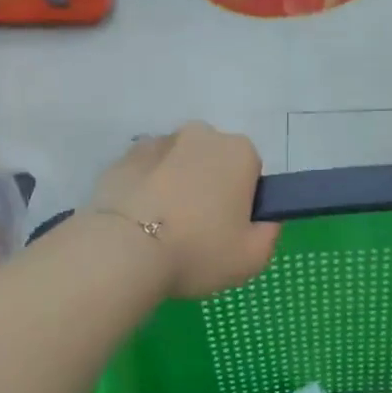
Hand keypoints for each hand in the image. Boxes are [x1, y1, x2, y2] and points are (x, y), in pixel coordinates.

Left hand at [88, 123, 279, 298]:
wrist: (123, 251)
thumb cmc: (198, 250)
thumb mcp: (253, 257)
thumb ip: (269, 232)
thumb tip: (264, 220)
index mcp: (238, 152)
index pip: (251, 171)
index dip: (243, 201)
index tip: (230, 229)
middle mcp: (200, 135)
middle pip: (213, 161)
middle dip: (209, 187)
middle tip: (198, 231)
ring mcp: (157, 142)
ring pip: (177, 164)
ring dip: (176, 186)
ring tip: (164, 230)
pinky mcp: (122, 158)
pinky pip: (145, 173)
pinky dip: (145, 190)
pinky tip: (138, 223)